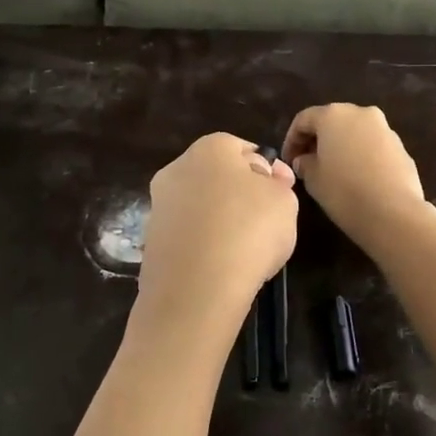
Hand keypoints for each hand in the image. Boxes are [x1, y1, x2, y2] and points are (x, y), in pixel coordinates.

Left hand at [138, 133, 297, 323]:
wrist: (196, 287)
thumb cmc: (249, 230)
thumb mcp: (284, 201)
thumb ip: (279, 183)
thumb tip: (270, 174)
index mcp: (210, 147)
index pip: (242, 149)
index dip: (264, 172)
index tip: (278, 197)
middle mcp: (177, 168)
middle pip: (216, 176)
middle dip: (237, 194)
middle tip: (263, 223)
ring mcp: (159, 204)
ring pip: (199, 206)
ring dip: (218, 221)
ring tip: (242, 250)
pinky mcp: (151, 239)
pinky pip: (186, 234)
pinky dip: (201, 244)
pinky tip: (219, 265)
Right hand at [282, 104, 429, 247]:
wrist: (393, 213)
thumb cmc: (344, 191)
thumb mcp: (313, 179)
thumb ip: (304, 163)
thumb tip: (304, 160)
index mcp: (333, 115)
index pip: (304, 120)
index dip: (291, 140)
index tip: (288, 161)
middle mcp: (360, 113)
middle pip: (332, 121)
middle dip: (317, 140)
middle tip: (307, 164)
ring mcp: (385, 129)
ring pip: (355, 132)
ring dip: (341, 147)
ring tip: (332, 172)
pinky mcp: (401, 147)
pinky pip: (372, 146)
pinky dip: (360, 156)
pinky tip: (356, 179)